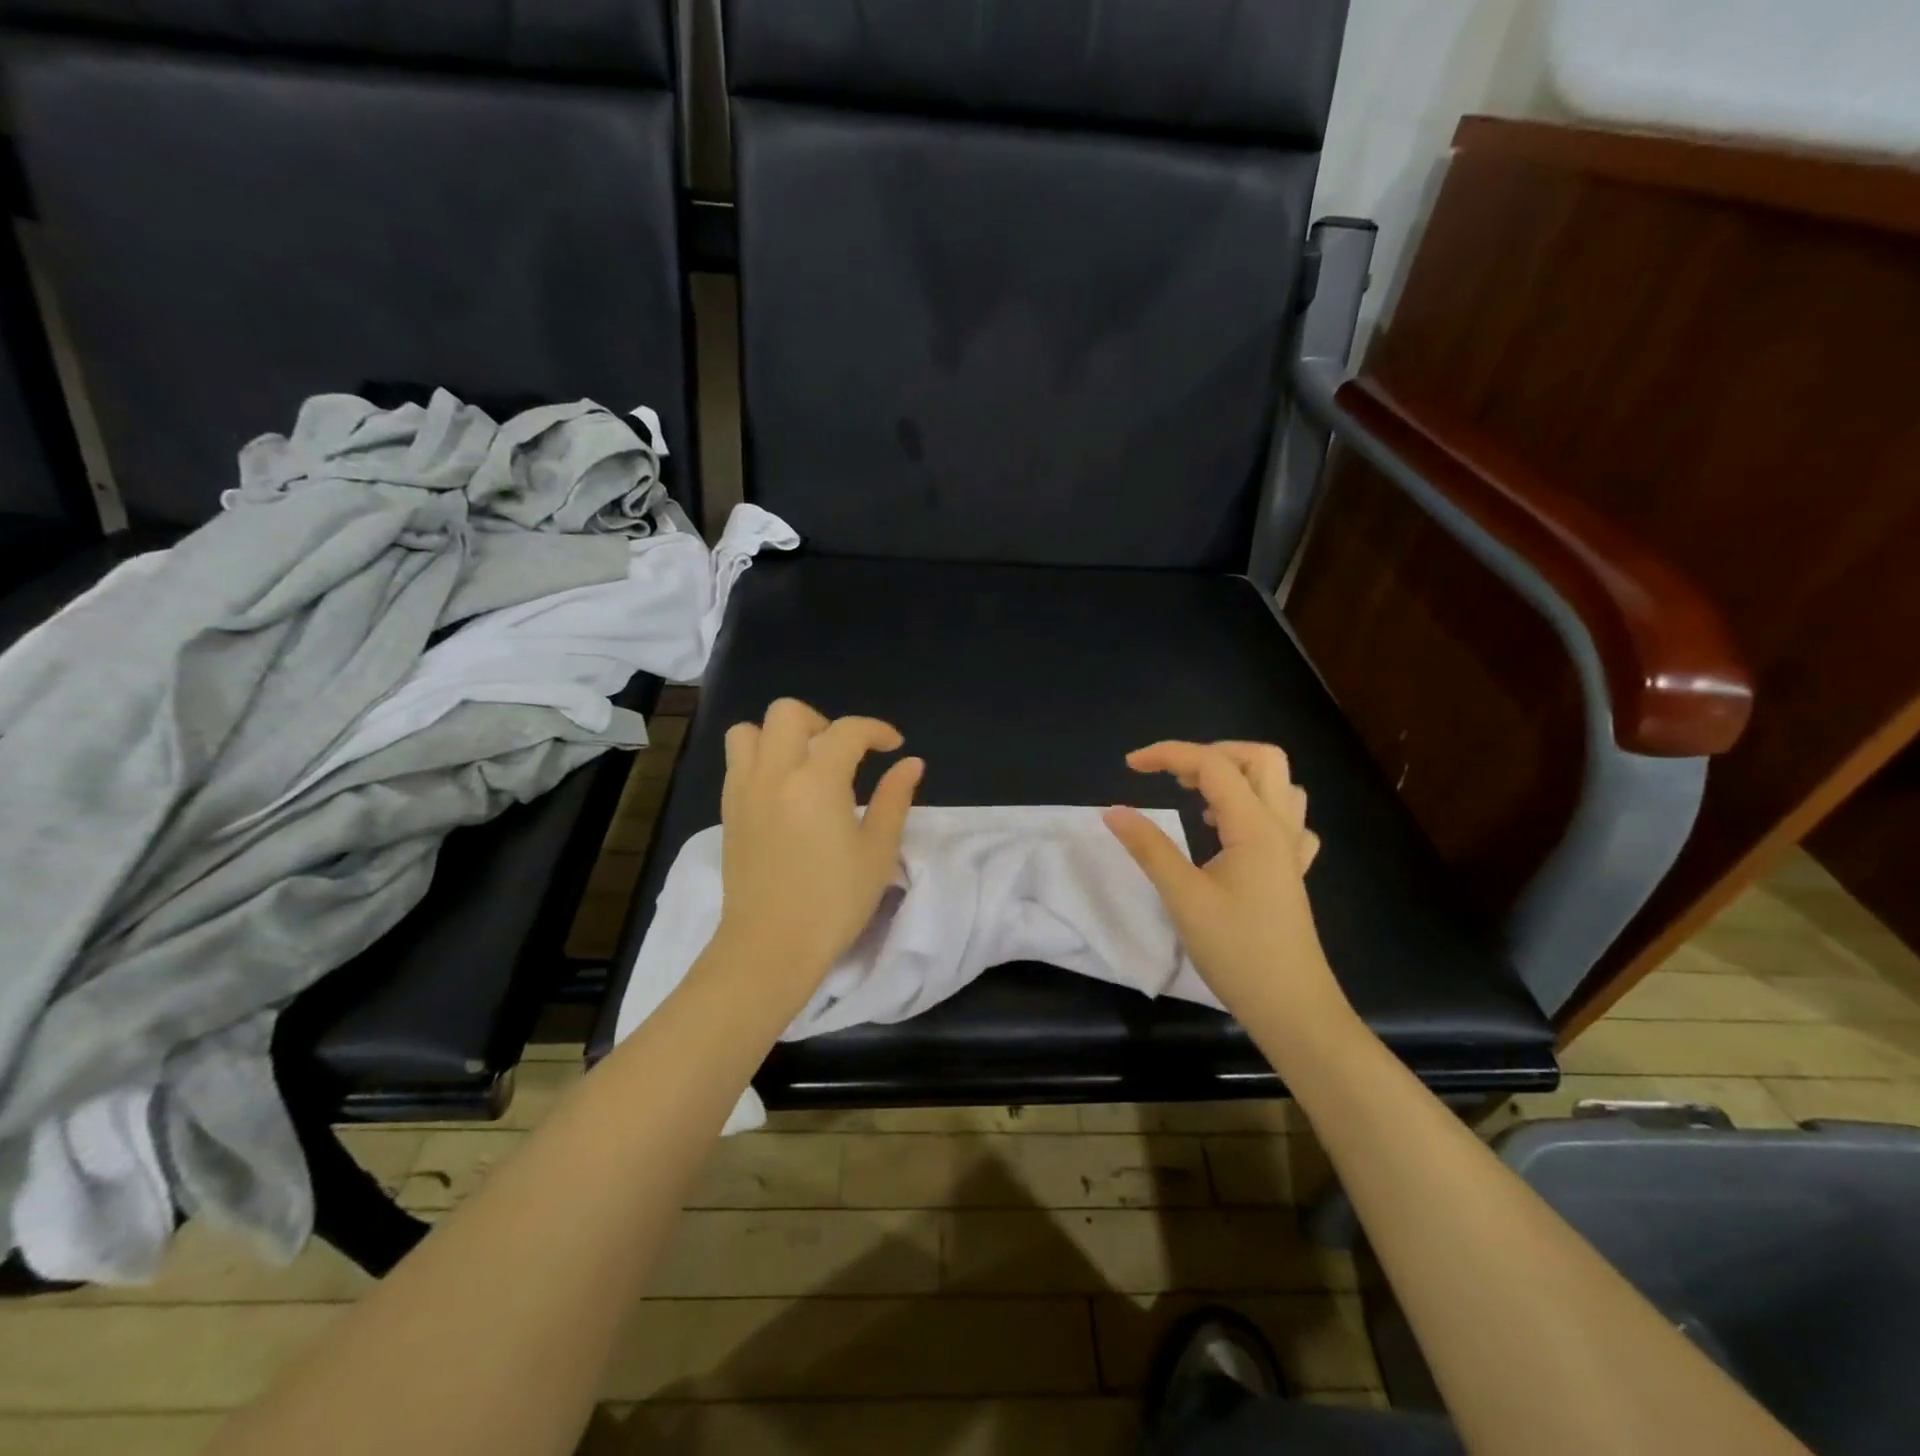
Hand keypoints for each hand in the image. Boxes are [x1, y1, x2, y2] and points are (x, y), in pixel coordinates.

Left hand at [711, 698, 922, 995]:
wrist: (770, 947)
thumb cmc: (833, 902)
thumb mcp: (877, 851)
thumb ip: (894, 799)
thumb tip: (911, 764)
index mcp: (816, 781)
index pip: (847, 731)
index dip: (876, 730)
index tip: (893, 746)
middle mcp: (773, 774)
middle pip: (787, 713)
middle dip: (822, 722)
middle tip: (845, 755)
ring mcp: (743, 791)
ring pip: (749, 731)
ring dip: (780, 736)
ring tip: (806, 767)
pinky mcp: (728, 812)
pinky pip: (738, 763)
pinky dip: (761, 759)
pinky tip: (785, 793)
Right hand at [1104, 741, 1348, 1022]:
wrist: (1292, 1008)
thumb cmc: (1237, 951)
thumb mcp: (1184, 898)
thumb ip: (1149, 848)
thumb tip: (1113, 811)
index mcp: (1255, 827)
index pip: (1213, 765)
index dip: (1168, 754)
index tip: (1129, 765)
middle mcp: (1280, 828)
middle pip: (1261, 759)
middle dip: (1213, 753)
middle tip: (1173, 776)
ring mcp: (1291, 851)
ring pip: (1279, 786)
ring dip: (1239, 778)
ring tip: (1199, 800)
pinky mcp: (1290, 873)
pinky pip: (1286, 821)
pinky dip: (1256, 810)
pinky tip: (1231, 833)